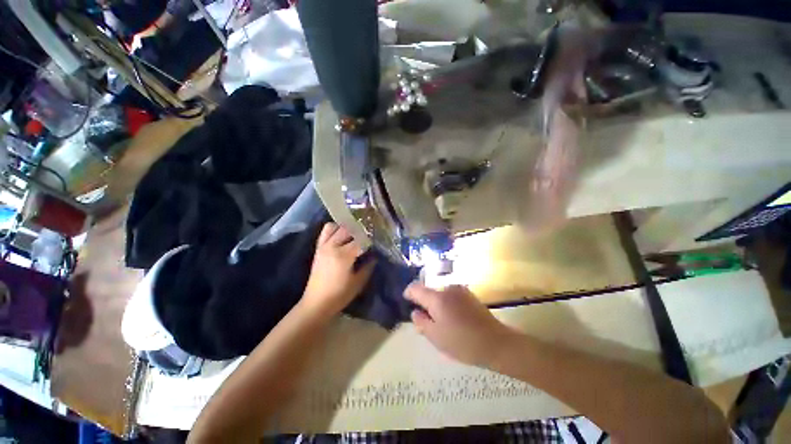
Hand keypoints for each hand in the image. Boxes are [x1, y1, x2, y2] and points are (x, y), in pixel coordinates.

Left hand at [301, 223, 374, 317]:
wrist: (316, 303)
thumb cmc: (340, 295)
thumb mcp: (358, 282)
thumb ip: (368, 267)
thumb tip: (375, 257)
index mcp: (344, 255)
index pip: (361, 240)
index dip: (370, 239)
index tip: (377, 239)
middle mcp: (333, 246)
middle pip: (349, 229)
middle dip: (360, 230)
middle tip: (368, 236)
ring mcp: (324, 246)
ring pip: (336, 227)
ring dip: (347, 228)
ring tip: (355, 235)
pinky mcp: (318, 248)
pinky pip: (326, 232)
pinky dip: (334, 229)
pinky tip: (342, 236)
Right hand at [405, 283, 515, 366]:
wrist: (496, 343)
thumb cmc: (463, 342)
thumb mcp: (436, 337)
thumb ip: (421, 323)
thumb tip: (415, 312)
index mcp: (437, 298)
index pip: (415, 288)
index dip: (408, 293)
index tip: (406, 301)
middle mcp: (447, 289)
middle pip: (429, 292)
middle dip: (425, 304)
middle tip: (428, 323)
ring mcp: (460, 290)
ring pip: (441, 295)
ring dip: (438, 306)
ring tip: (444, 324)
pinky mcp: (469, 295)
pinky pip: (451, 297)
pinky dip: (448, 305)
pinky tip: (456, 321)